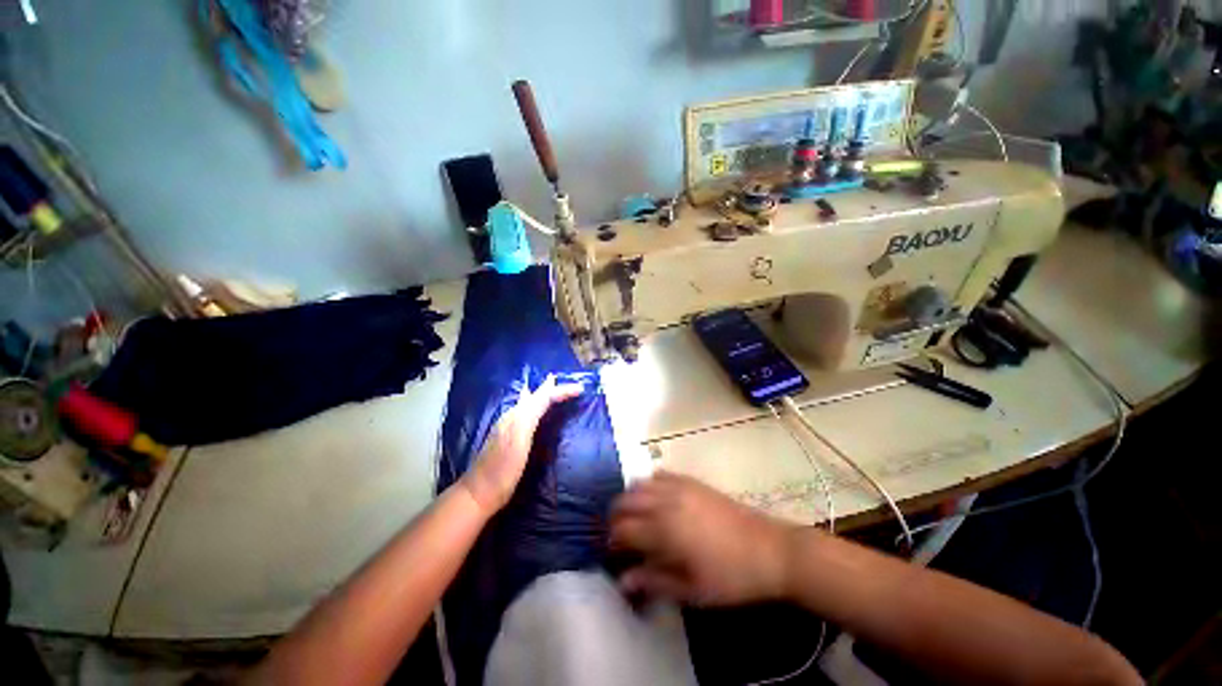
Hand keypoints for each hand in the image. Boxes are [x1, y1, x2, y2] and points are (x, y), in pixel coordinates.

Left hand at [461, 375, 583, 514]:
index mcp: (517, 415)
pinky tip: (532, 412)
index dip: (562, 390)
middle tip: (559, 379)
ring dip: (540, 396)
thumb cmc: (502, 468)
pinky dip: (535, 408)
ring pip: (528, 404)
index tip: (581, 389)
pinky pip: (526, 415)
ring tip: (547, 388)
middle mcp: (512, 417)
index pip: (543, 396)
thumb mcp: (519, 438)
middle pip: (534, 397)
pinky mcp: (509, 440)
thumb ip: (530, 413)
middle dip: (548, 388)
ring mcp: (508, 428)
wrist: (479, 493)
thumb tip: (545, 392)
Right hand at [610, 472, 796, 605]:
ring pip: (640, 483)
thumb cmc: (730, 577)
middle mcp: (666, 501)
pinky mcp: (692, 481)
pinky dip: (650, 483)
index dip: (613, 539)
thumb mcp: (692, 590)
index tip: (615, 551)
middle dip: (617, 516)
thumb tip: (623, 581)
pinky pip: (661, 474)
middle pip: (626, 500)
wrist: (770, 550)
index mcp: (664, 530)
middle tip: (621, 534)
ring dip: (631, 498)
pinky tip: (657, 498)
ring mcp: (679, 487)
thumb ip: (654, 582)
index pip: (623, 528)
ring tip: (636, 516)